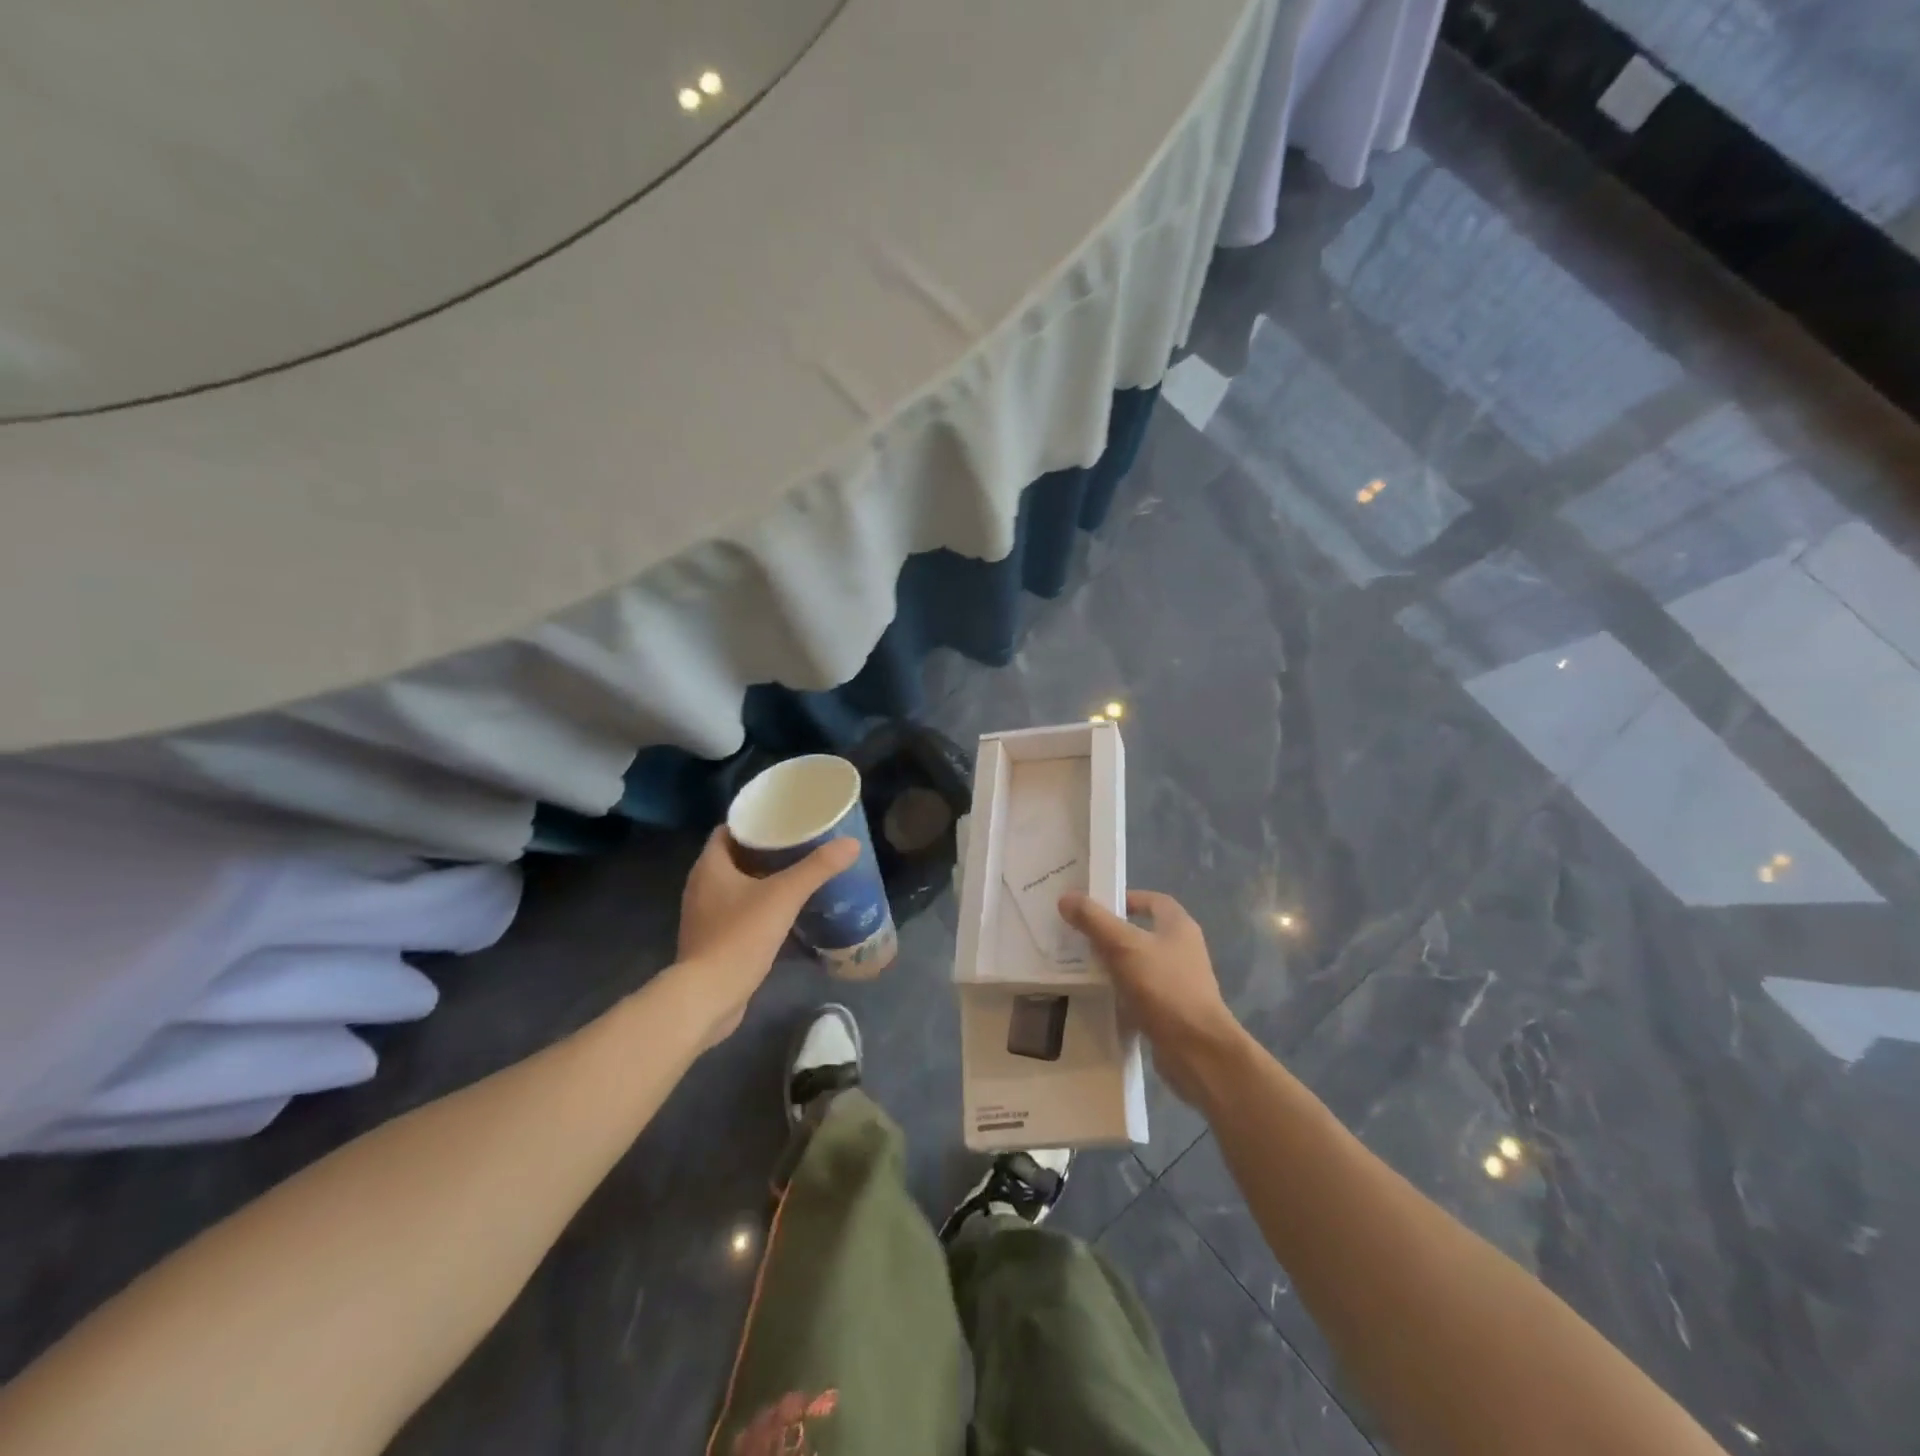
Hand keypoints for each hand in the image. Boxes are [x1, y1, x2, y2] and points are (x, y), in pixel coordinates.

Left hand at [675, 828, 858, 1045]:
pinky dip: (760, 907)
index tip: (784, 819)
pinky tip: (786, 912)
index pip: (729, 830)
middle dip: (766, 851)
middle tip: (800, 845)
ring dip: (763, 880)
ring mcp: (705, 915)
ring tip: (798, 875)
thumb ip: (817, 869)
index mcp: (709, 866)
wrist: (708, 997)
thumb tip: (852, 844)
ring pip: (737, 886)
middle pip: (735, 857)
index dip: (755, 822)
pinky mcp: (713, 940)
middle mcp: (701, 886)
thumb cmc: (740, 936)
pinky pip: (738, 912)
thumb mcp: (783, 896)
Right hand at [1060, 889, 1247, 1105]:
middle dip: (1112, 932)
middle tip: (1079, 934)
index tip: (1094, 906)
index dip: (1125, 898)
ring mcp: (1178, 982)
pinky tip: (1097, 996)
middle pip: (1143, 932)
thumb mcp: (1123, 946)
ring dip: (1114, 963)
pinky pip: (1139, 993)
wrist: (1197, 1050)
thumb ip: (1094, 920)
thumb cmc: (1163, 987)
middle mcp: (1182, 950)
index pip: (1152, 900)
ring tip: (1081, 964)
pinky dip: (1120, 992)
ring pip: (1139, 964)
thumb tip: (1067, 897)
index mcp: (1178, 927)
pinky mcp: (1170, 1011)